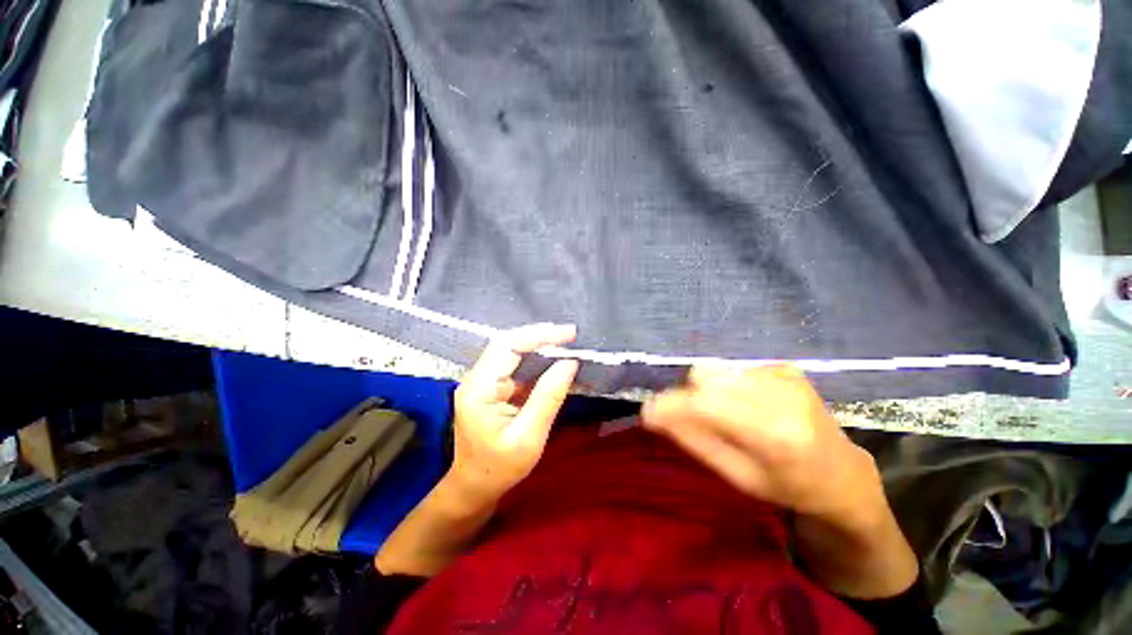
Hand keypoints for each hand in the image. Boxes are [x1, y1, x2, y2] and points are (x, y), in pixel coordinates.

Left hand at [449, 324, 579, 505]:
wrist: (474, 487)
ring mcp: (482, 381)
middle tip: (571, 336)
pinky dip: (535, 360)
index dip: (539, 335)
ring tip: (566, 344)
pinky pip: (514, 365)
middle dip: (541, 336)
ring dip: (539, 345)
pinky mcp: (491, 387)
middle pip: (507, 343)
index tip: (570, 334)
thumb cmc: (499, 469)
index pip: (507, 346)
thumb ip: (548, 397)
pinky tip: (553, 361)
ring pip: (511, 351)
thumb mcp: (529, 437)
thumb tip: (569, 363)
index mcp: (479, 390)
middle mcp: (476, 379)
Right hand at [641, 365, 882, 524]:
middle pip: (705, 376)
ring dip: (708, 389)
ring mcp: (786, 375)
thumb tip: (653, 414)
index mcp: (774, 434)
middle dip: (689, 395)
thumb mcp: (737, 476)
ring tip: (726, 413)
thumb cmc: (787, 486)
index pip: (705, 404)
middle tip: (696, 419)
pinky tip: (747, 404)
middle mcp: (781, 395)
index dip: (670, 404)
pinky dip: (728, 385)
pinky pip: (734, 368)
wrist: (842, 474)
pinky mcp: (785, 366)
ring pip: (716, 369)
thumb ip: (694, 440)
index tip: (648, 413)